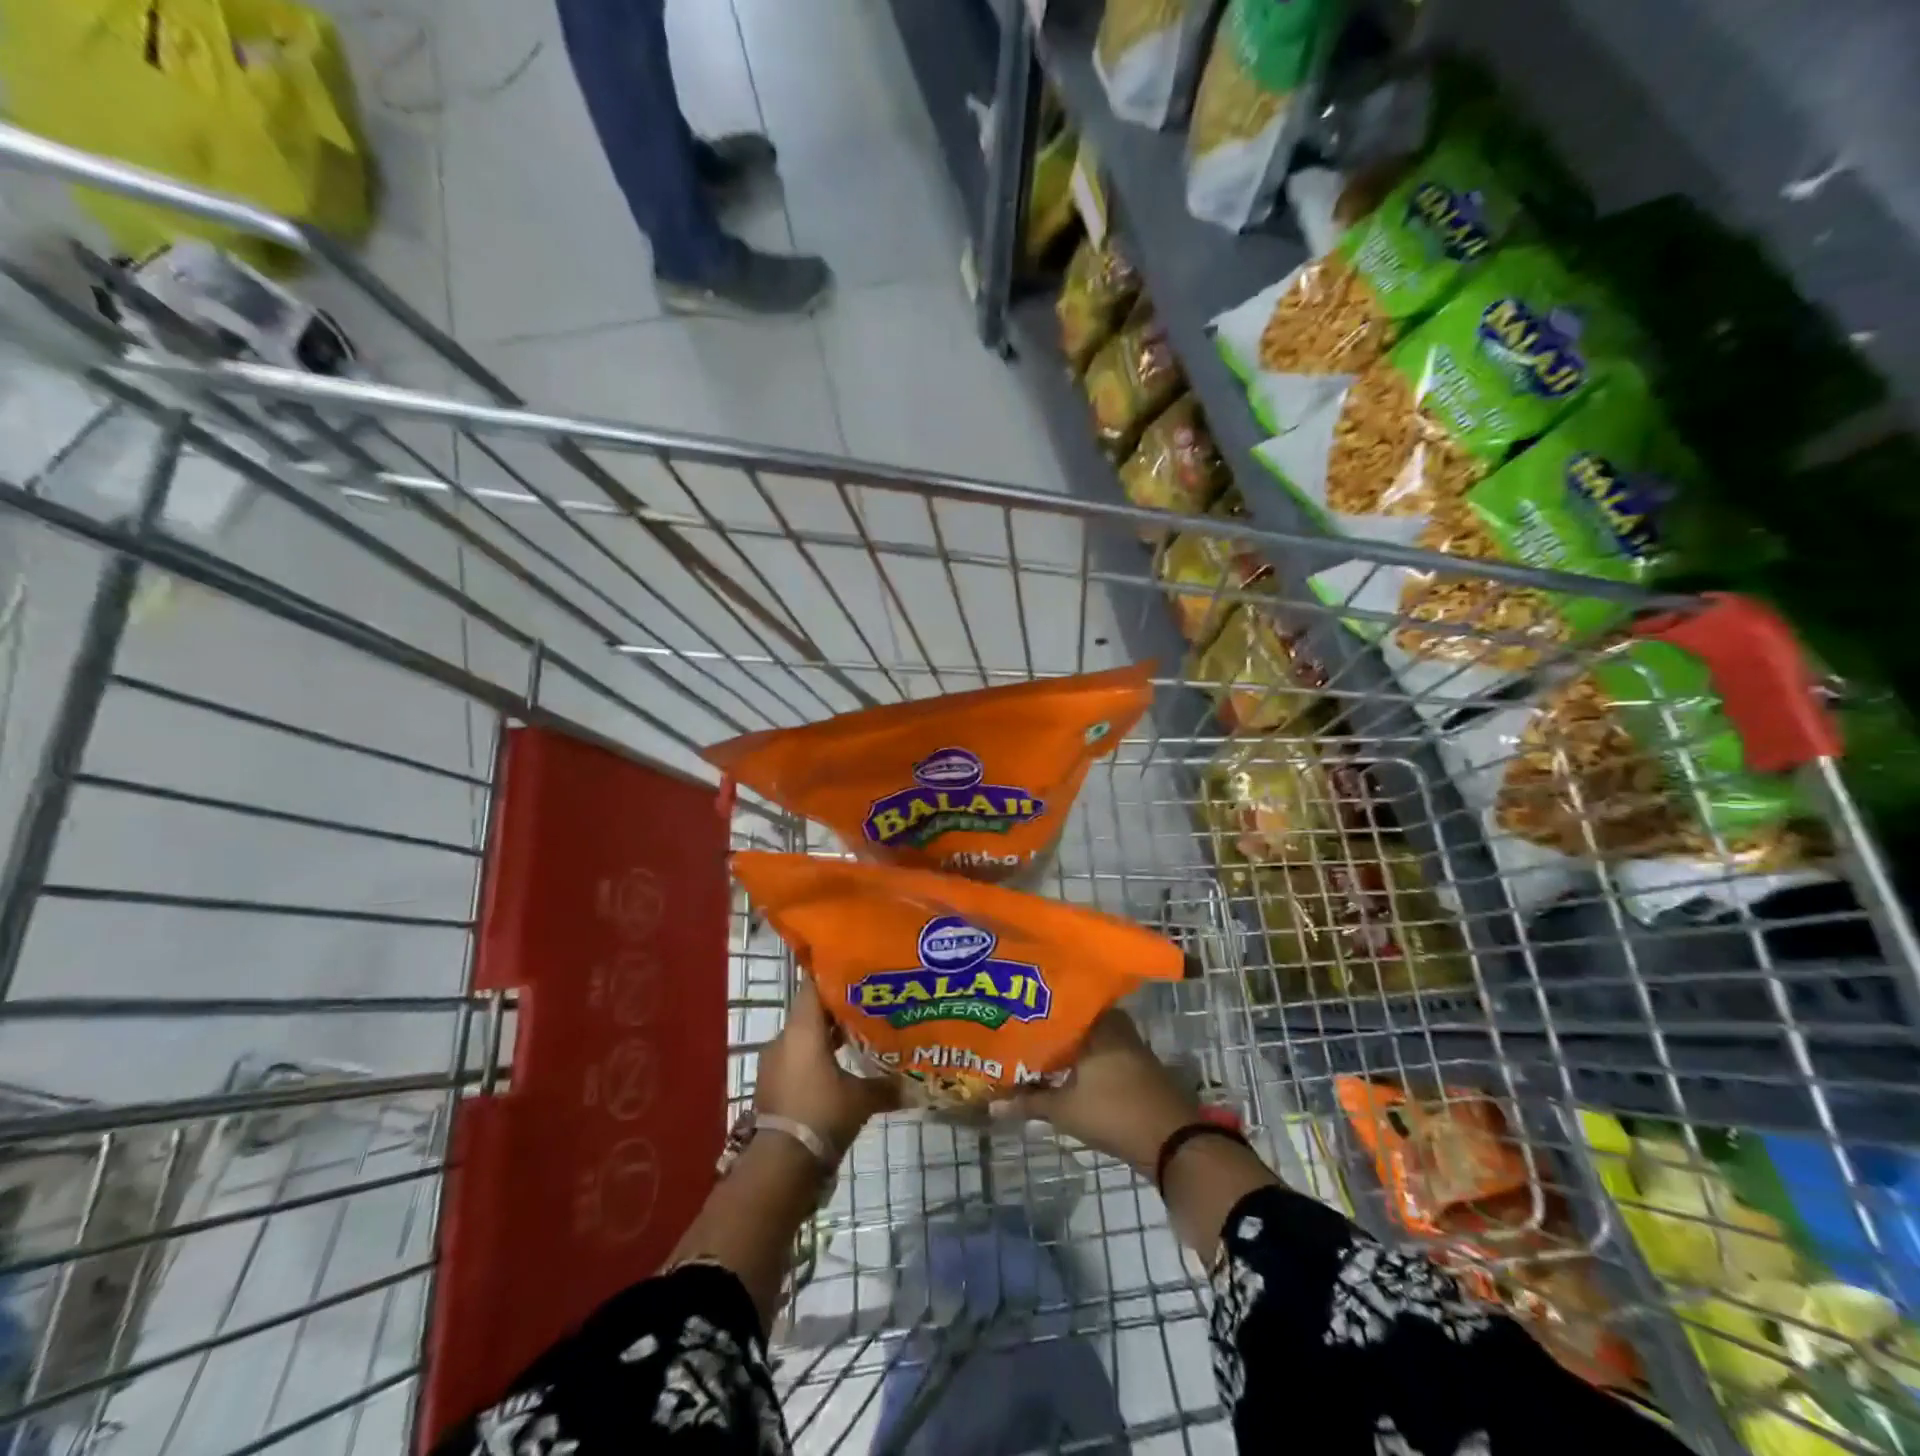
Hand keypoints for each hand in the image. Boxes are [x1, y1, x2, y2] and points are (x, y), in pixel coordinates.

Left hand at [755, 980, 897, 1155]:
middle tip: (867, 1006)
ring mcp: (773, 1063)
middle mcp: (783, 1038)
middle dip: (837, 1010)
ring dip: (825, 1038)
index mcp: (803, 1028)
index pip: (814, 985)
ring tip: (856, 1039)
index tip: (857, 973)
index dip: (835, 975)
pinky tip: (836, 1072)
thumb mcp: (861, 1099)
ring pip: (802, 1038)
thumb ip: (886, 1086)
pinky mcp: (770, 1086)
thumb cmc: (822, 1115)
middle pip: (811, 1011)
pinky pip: (794, 1060)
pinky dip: (813, 1060)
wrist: (780, 1166)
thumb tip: (914, 1085)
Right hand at [1014, 1009, 1201, 1173]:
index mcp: (1096, 1021)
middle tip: (1018, 1030)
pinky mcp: (1137, 1065)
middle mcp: (1114, 1024)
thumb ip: (1029, 1102)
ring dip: (1067, 1045)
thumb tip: (992, 1103)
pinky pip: (1102, 1050)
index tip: (1012, 1010)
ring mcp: (1129, 1044)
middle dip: (1049, 1027)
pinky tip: (1063, 1069)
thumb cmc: (1114, 1112)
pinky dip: (1083, 1058)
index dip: (1035, 1008)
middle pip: (1074, 1019)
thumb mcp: (1064, 1109)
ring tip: (1034, 1050)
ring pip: (1089, 1036)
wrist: (1171, 1140)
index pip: (1060, 1002)